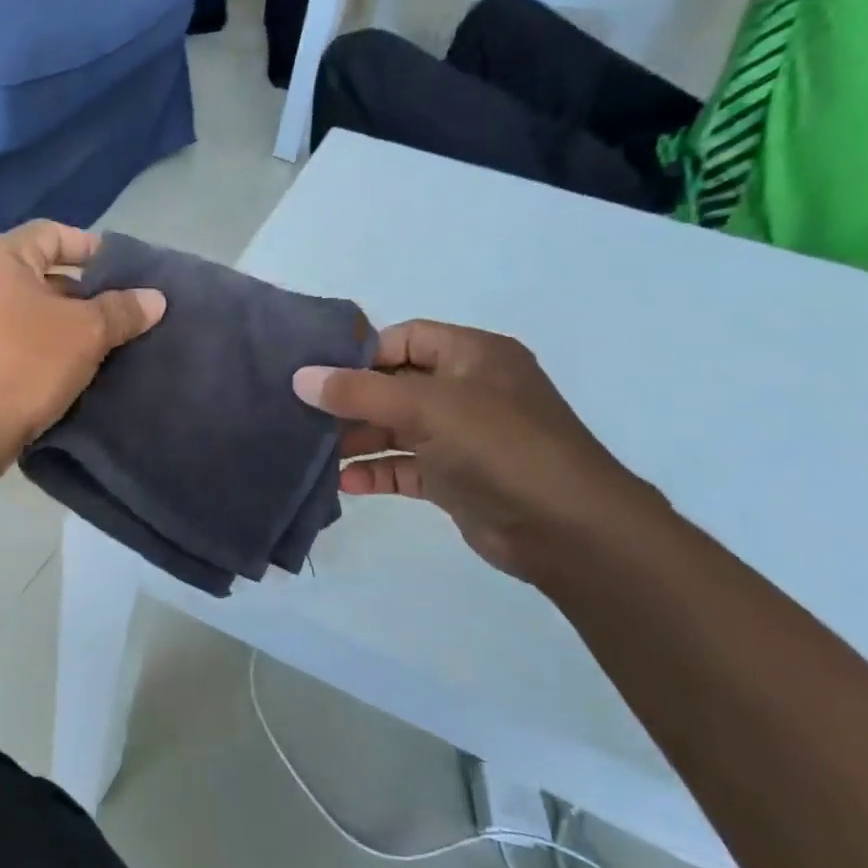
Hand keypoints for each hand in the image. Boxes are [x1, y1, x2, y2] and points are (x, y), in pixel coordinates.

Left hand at [0, 220, 164, 468]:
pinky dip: (55, 354)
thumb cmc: (23, 363)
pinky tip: (88, 372)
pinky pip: (26, 346)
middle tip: (131, 314)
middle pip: (47, 276)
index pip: (53, 234)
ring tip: (118, 345)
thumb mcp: (84, 331)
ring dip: (76, 329)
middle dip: (91, 295)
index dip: (94, 249)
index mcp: (0, 259)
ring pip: (39, 316)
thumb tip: (156, 298)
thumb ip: (122, 310)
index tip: (130, 274)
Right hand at [293, 320, 667, 580]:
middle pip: (396, 384)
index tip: (317, 376)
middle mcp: (468, 390)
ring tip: (316, 454)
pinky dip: (377, 472)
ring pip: (397, 428)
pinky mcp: (457, 478)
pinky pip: (406, 467)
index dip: (361, 353)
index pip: (405, 338)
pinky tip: (345, 484)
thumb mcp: (426, 408)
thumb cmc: (499, 447)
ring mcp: (463, 436)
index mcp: (472, 356)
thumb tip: (300, 377)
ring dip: (358, 440)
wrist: (567, 528)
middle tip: (305, 416)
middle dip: (351, 401)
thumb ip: (359, 391)